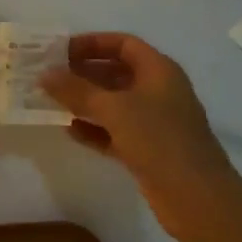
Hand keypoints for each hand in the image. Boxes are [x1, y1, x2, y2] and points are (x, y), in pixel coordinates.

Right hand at [41, 33, 241, 241]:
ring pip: (113, 104)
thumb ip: (76, 90)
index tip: (60, 51)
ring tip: (52, 103)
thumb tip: (44, 75)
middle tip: (49, 78)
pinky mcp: (147, 149)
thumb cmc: (159, 139)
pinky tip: (69, 130)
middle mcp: (157, 91)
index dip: (92, 43)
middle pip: (115, 73)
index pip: (122, 44)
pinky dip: (93, 129)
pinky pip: (114, 131)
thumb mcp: (114, 109)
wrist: (197, 198)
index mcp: (159, 70)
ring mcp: (154, 122)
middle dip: (82, 74)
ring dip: (84, 102)